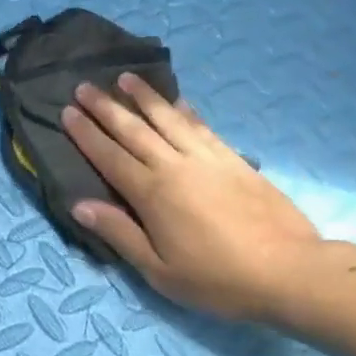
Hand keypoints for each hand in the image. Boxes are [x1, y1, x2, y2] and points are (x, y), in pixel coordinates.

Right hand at [62, 75, 321, 322]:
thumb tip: (79, 205)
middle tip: (85, 86)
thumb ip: (119, 233)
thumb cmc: (216, 279)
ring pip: (168, 118)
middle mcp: (175, 166)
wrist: (287, 269)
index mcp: (152, 194)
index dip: (86, 134)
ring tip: (125, 77)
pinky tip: (177, 101)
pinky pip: (201, 125)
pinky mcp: (233, 159)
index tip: (68, 111)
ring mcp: (207, 158)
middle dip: (106, 107)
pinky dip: (184, 110)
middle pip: (134, 130)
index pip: (110, 156)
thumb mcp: (159, 271)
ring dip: (144, 97)